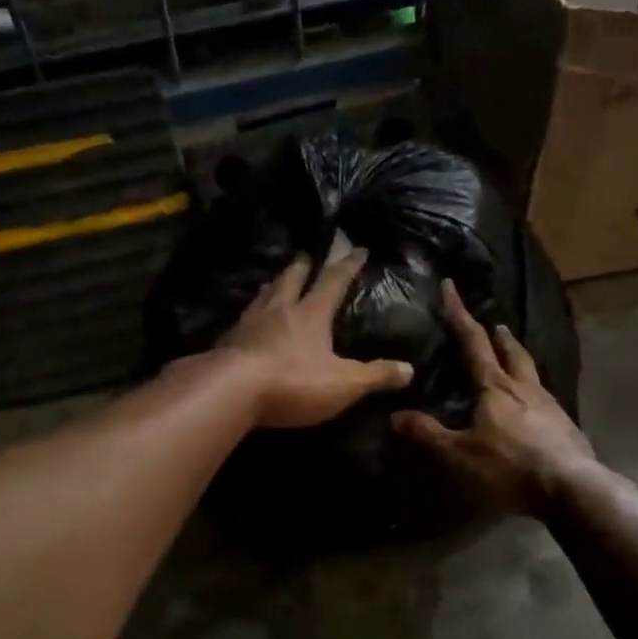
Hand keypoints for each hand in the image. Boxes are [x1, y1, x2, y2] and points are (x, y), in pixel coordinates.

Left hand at [216, 248, 413, 428]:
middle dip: (303, 266)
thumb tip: (409, 369)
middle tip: (306, 255)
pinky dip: (251, 312)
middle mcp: (280, 308)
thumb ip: (375, 376)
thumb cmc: (293, 382)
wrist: (230, 390)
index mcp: (311, 313)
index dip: (348, 264)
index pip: (334, 280)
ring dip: (274, 284)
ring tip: (276, 281)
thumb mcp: (343, 384)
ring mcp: (249, 322)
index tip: (358, 249)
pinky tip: (247, 319)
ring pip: (264, 294)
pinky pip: (243, 317)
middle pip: (292, 278)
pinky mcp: (228, 340)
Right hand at [392, 279, 595, 516]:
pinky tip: (532, 406)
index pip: (473, 342)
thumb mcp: (460, 453)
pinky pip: (545, 399)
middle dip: (500, 337)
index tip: (451, 287)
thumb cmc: (510, 466)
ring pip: (532, 373)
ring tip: (513, 360)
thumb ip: (428, 433)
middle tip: (495, 325)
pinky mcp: (566, 426)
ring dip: (519, 360)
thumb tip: (395, 415)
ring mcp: (550, 406)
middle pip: (513, 352)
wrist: (571, 488)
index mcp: (496, 386)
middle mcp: (525, 387)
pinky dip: (533, 391)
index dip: (459, 314)